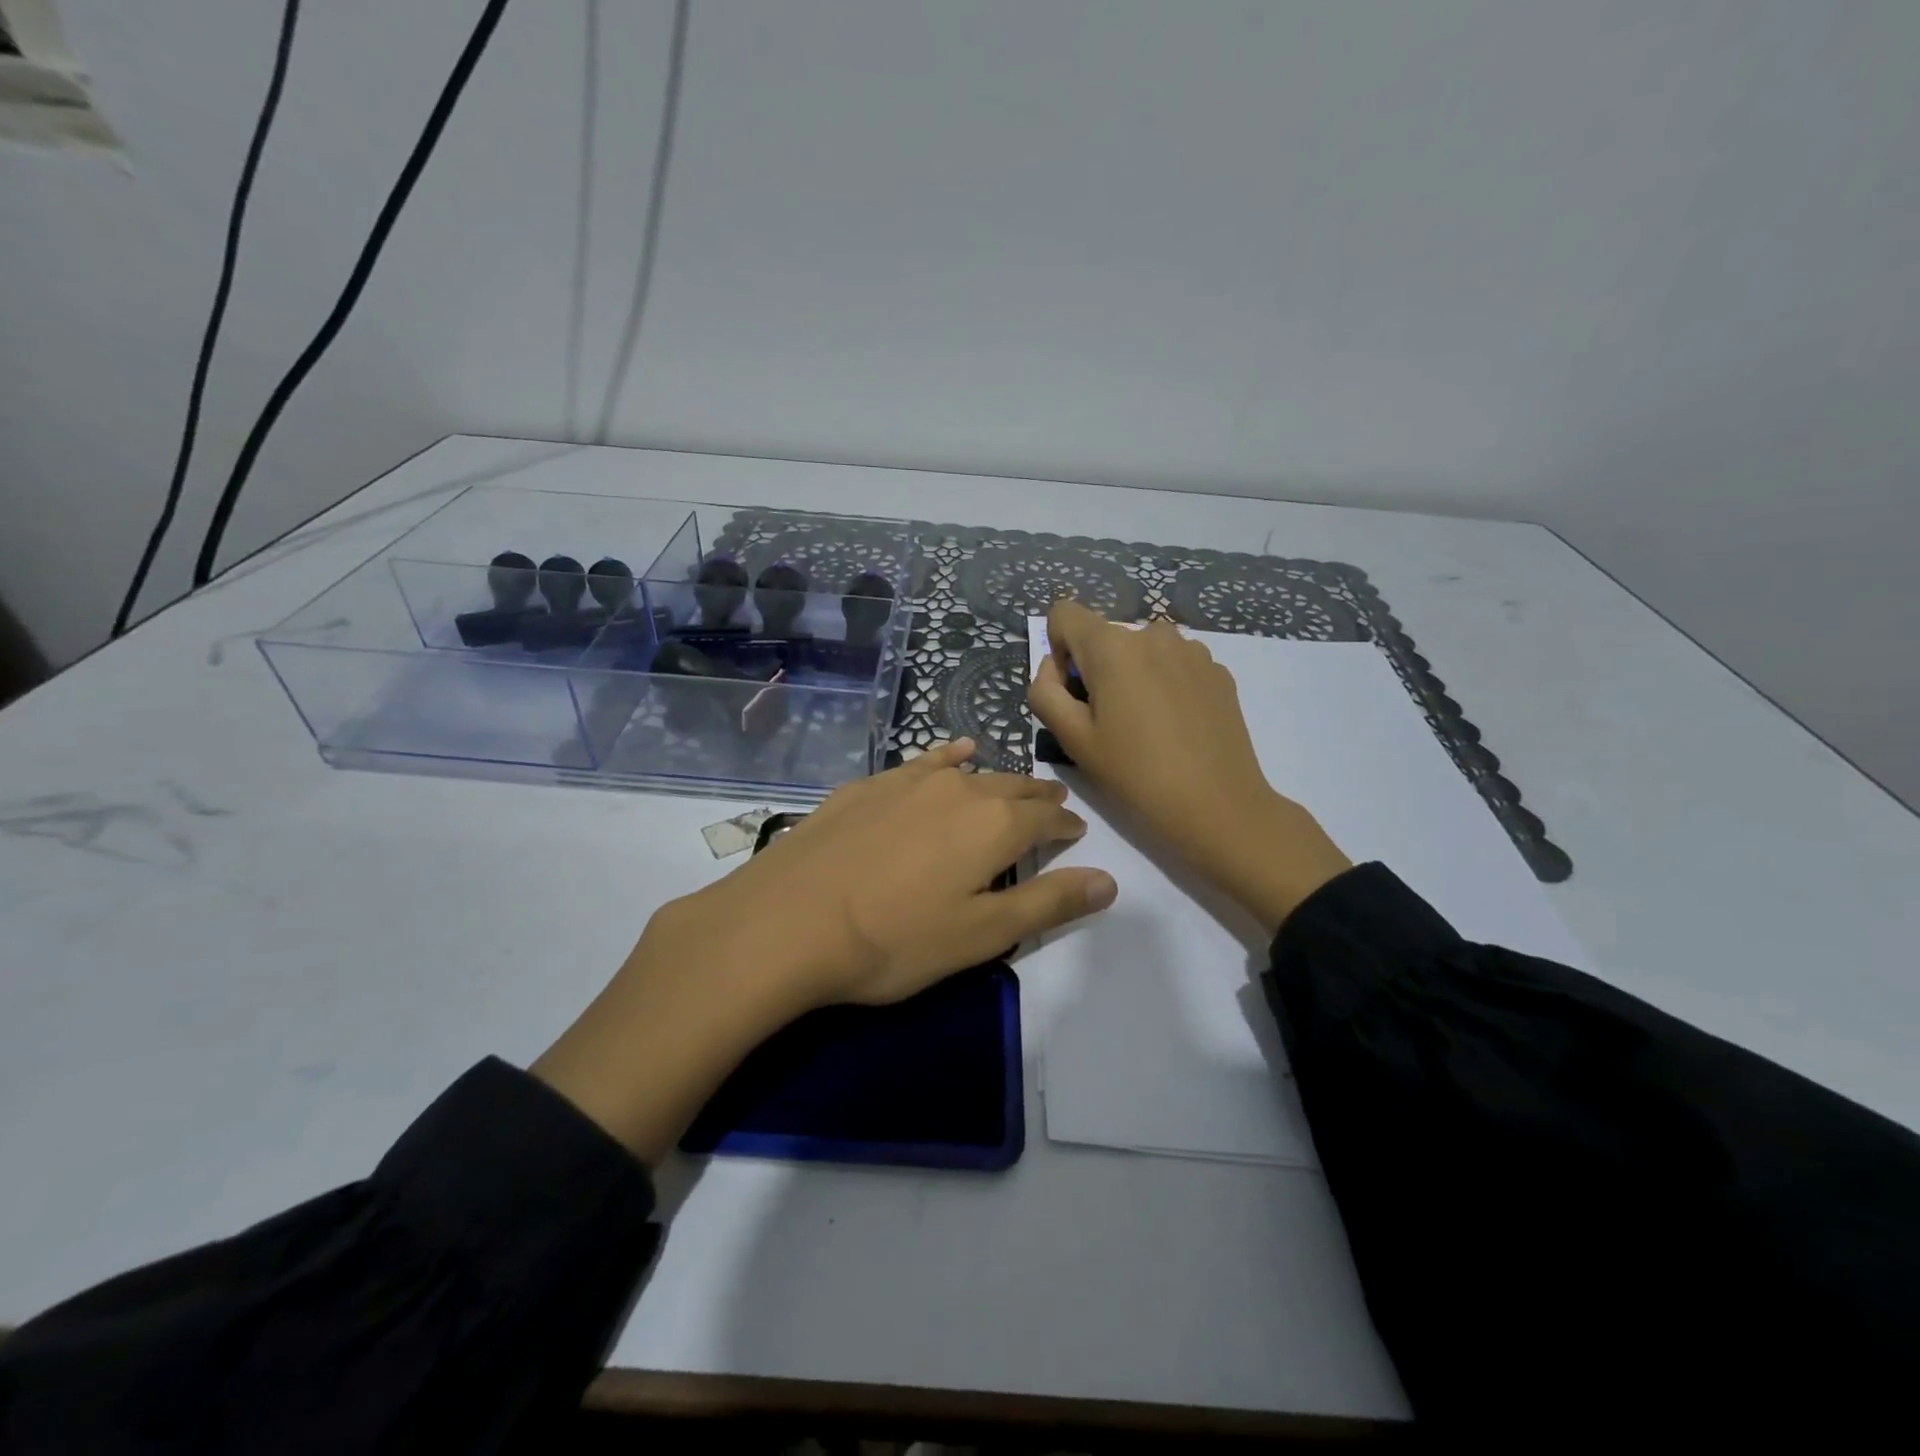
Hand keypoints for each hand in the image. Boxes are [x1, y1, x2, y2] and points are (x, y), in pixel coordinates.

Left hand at [680, 737, 1116, 1006]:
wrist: (788, 921)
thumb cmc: (896, 939)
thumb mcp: (982, 935)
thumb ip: (1049, 903)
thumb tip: (1109, 880)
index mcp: (993, 825)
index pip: (1046, 820)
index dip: (1066, 827)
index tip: (1077, 834)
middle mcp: (958, 789)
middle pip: (1012, 789)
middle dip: (1038, 798)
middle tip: (1054, 804)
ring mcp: (908, 781)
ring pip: (969, 772)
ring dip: (997, 779)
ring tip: (1013, 783)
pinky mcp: (868, 786)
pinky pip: (923, 763)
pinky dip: (947, 759)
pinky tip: (952, 754)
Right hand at [1028, 599, 1350, 935]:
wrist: (1218, 806)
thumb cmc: (1135, 774)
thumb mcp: (1072, 739)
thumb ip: (1045, 692)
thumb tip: (1053, 668)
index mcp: (1111, 646)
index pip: (1064, 614)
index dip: (1058, 649)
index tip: (1073, 692)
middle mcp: (1152, 633)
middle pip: (1105, 636)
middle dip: (1097, 669)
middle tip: (1109, 722)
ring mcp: (1191, 649)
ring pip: (1142, 650)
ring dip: (1134, 674)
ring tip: (1147, 726)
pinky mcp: (1218, 669)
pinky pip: (1174, 664)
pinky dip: (1165, 684)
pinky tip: (1178, 727)